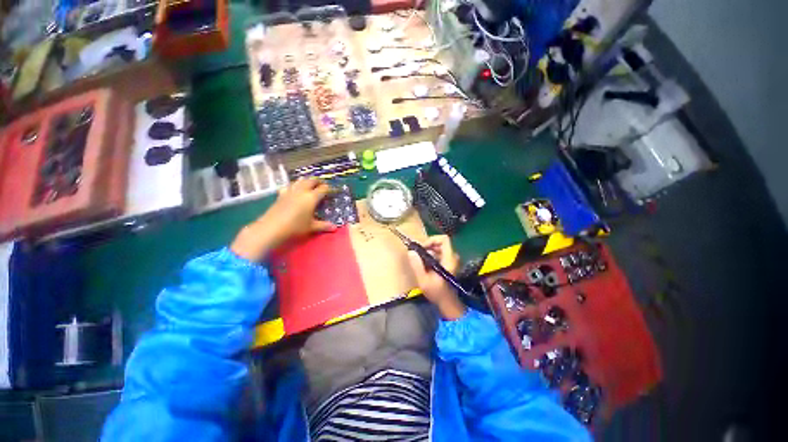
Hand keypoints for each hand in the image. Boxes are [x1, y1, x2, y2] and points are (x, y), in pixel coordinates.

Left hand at [231, 178, 335, 260]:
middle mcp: (301, 191)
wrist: (271, 228)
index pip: (323, 189)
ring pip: (300, 180)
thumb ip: (324, 226)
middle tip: (323, 185)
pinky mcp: (281, 194)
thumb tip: (335, 227)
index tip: (332, 190)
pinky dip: (294, 185)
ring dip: (307, 181)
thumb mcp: (311, 227)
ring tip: (310, 184)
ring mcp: (290, 191)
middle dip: (318, 181)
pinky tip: (294, 189)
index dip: (329, 188)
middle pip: (311, 180)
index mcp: (311, 197)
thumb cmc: (295, 227)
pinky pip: (289, 185)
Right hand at [407, 235, 466, 319]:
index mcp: (449, 259)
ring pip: (439, 248)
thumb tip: (411, 252)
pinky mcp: (448, 264)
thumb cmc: (437, 293)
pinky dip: (431, 256)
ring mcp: (451, 261)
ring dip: (428, 251)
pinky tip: (424, 265)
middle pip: (440, 243)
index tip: (422, 247)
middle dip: (428, 246)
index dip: (432, 239)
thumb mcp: (424, 280)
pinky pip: (439, 254)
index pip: (444, 239)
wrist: (448, 303)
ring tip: (419, 259)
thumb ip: (417, 265)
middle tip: (418, 253)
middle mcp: (452, 257)